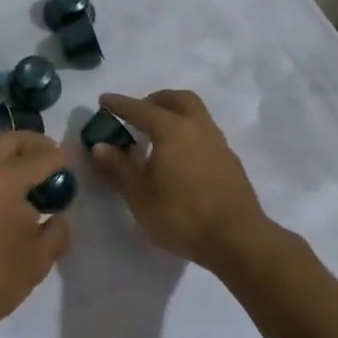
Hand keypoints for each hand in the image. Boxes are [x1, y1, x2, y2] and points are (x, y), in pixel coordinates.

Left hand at [0, 131, 70, 337]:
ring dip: (6, 159)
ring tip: (23, 183)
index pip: (40, 157)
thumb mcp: (38, 262)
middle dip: (32, 143)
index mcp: (2, 180)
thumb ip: (57, 231)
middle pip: (7, 140)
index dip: (59, 159)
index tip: (69, 166)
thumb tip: (58, 215)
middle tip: (48, 156)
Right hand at [89, 90, 273, 269]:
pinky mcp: (230, 161)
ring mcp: (218, 143)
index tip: (104, 100)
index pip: (141, 109)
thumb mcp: (140, 195)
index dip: (120, 105)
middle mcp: (198, 127)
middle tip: (138, 114)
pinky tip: (179, 157)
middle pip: (177, 100)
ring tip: (157, 136)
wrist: (236, 238)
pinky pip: (204, 133)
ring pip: (195, 114)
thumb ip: (119, 167)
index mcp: (173, 130)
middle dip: (155, 100)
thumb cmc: (181, 215)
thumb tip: (100, 146)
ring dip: (174, 114)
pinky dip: (188, 133)